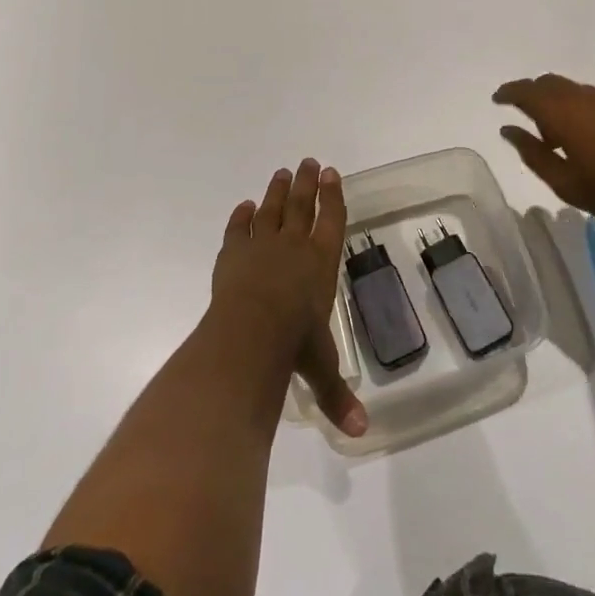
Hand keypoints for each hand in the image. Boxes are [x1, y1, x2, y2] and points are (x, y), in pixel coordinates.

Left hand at [211, 158, 366, 436]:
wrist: (249, 333)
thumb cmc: (294, 346)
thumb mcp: (320, 369)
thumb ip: (337, 395)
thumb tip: (361, 434)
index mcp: (321, 263)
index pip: (332, 220)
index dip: (334, 196)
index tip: (334, 173)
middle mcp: (294, 247)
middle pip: (303, 205)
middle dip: (308, 183)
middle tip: (309, 162)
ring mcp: (261, 246)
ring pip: (272, 209)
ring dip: (277, 190)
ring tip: (282, 172)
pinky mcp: (233, 254)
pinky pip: (238, 229)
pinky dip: (240, 217)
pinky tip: (243, 206)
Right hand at [493, 73, 594, 244]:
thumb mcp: (566, 184)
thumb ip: (532, 153)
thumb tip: (508, 129)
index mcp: (567, 115)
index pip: (528, 91)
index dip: (510, 92)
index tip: (499, 99)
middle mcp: (591, 95)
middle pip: (553, 83)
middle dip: (538, 96)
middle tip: (537, 125)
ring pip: (583, 92)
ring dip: (571, 108)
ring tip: (578, 141)